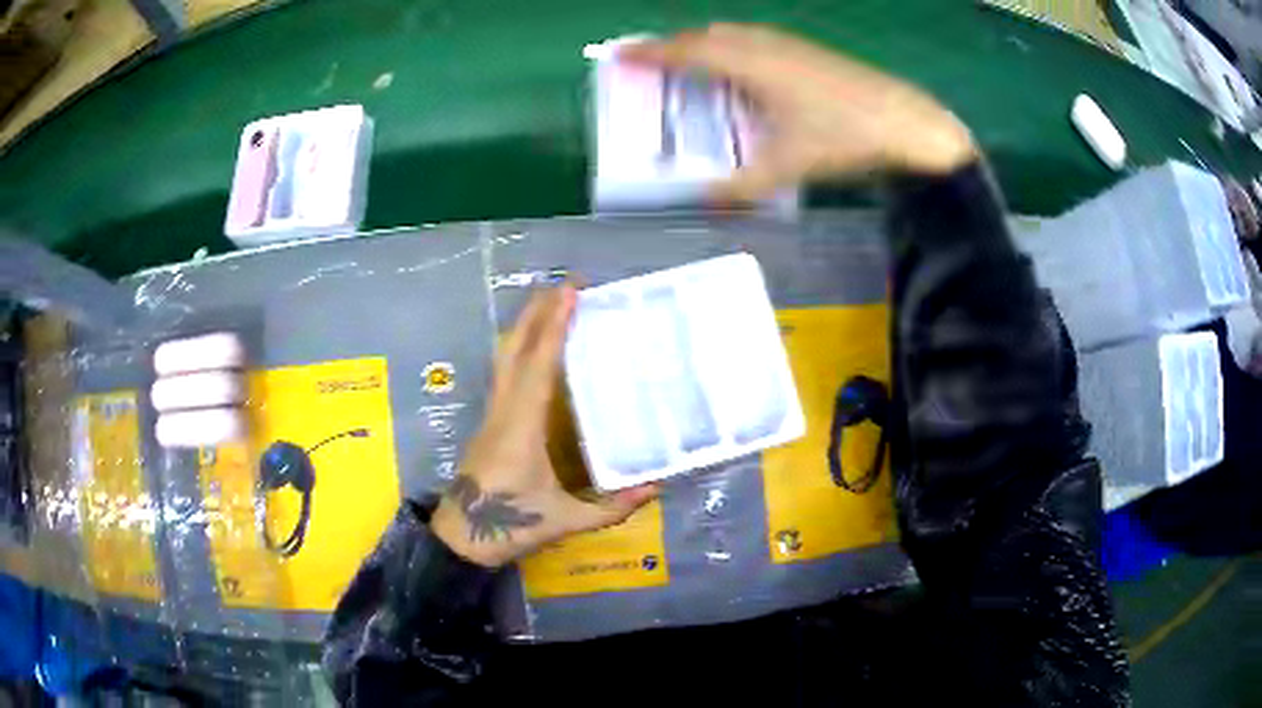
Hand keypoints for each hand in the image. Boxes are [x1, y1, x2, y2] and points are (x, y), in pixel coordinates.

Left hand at [431, 285, 659, 567]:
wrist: (460, 539)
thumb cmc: (510, 527)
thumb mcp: (565, 521)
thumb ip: (612, 507)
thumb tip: (656, 486)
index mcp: (522, 427)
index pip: (538, 366)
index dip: (554, 327)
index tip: (570, 294)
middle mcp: (503, 410)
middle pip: (514, 349)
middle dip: (538, 312)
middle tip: (567, 287)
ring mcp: (492, 413)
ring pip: (504, 357)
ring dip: (527, 325)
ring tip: (554, 304)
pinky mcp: (489, 421)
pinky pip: (504, 372)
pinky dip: (521, 347)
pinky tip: (538, 346)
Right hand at [621, 24, 977, 201]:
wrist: (907, 123)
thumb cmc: (843, 138)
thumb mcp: (787, 166)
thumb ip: (741, 186)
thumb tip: (704, 202)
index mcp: (749, 63)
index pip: (686, 51)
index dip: (650, 53)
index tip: (619, 55)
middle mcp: (765, 44)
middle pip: (708, 35)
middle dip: (677, 47)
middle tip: (658, 69)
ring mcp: (791, 44)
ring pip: (735, 34)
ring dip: (708, 46)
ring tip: (697, 70)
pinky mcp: (811, 51)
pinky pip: (758, 41)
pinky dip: (736, 50)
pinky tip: (748, 76)